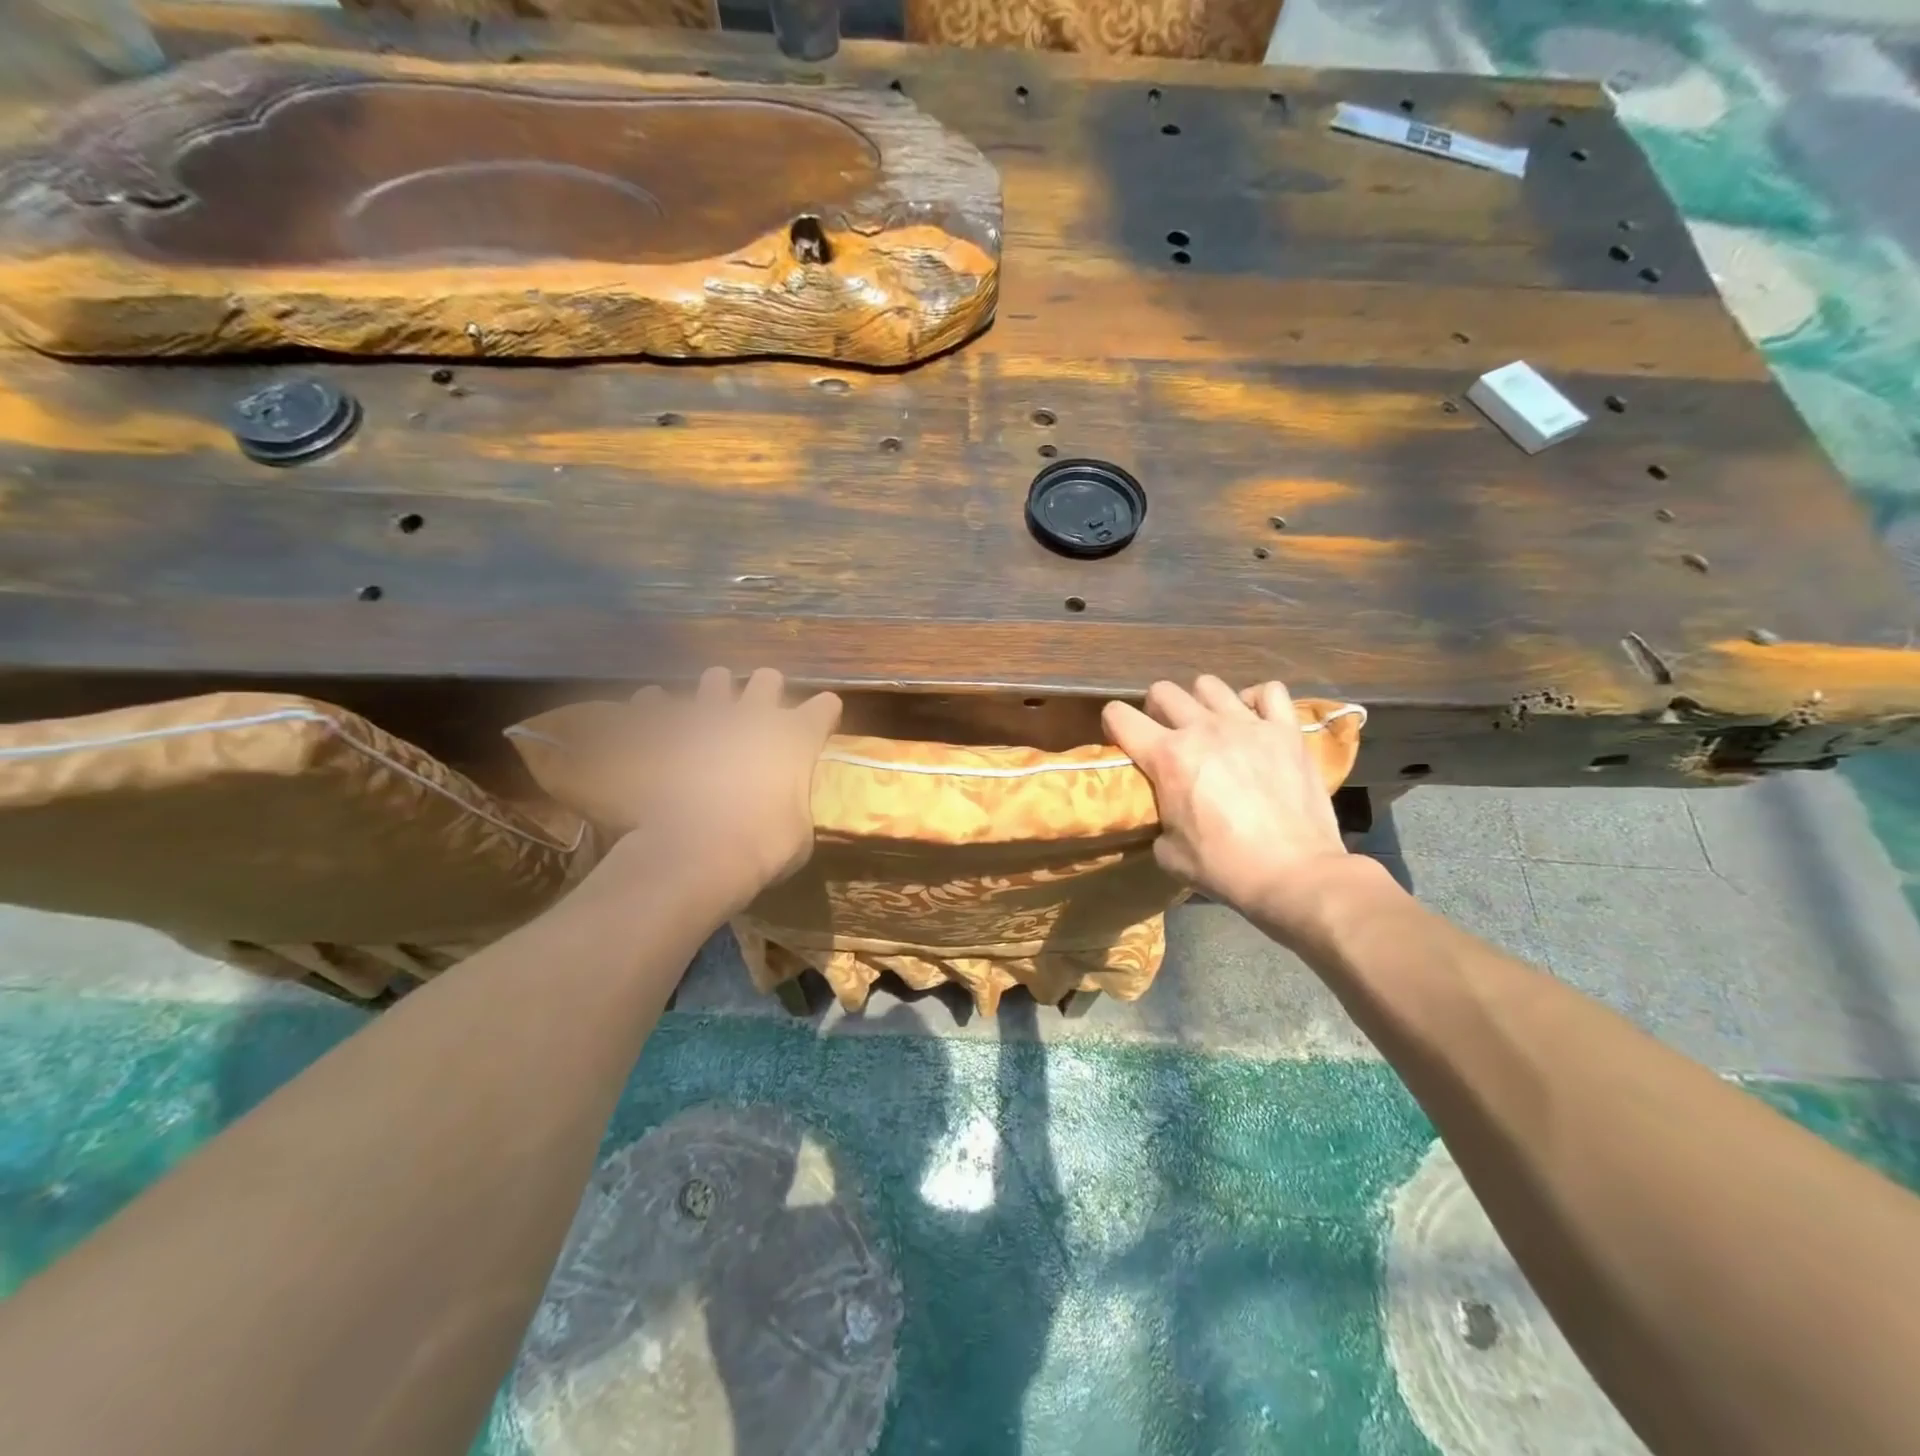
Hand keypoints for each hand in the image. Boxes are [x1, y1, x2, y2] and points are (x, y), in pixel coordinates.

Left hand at [584, 667, 841, 917]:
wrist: (697, 852)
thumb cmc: (764, 847)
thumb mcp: (799, 833)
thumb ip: (794, 805)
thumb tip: (785, 809)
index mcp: (797, 736)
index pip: (825, 707)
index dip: (824, 716)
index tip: (821, 727)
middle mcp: (755, 714)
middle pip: (769, 679)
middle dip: (768, 692)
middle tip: (762, 715)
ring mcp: (706, 716)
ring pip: (716, 678)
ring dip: (716, 692)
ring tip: (711, 713)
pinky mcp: (662, 729)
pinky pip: (654, 700)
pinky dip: (655, 708)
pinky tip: (653, 717)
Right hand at [1102, 675, 1361, 939]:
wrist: (1294, 874)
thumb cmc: (1225, 867)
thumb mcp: (1169, 852)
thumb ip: (1159, 820)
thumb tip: (1165, 814)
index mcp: (1168, 756)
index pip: (1119, 716)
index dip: (1113, 724)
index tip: (1121, 738)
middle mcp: (1203, 729)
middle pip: (1163, 691)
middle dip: (1156, 710)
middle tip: (1167, 735)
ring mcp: (1248, 724)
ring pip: (1209, 685)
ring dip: (1202, 703)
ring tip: (1212, 726)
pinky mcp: (1287, 731)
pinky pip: (1268, 691)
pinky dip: (1256, 701)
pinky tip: (1255, 720)